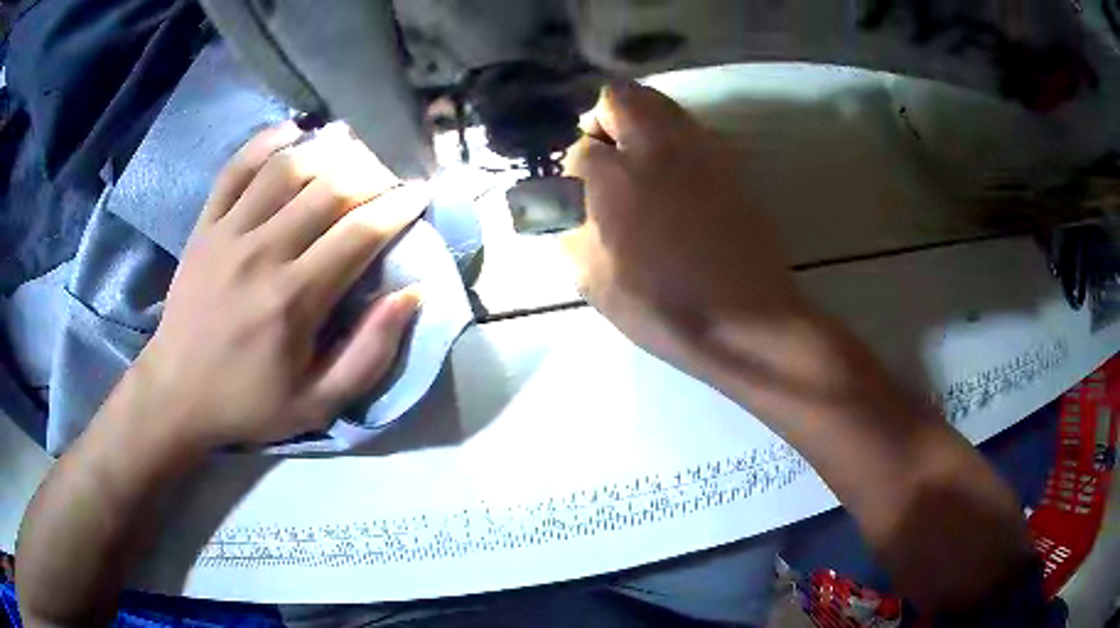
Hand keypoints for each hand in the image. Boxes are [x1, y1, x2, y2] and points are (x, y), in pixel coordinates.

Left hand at [134, 122, 430, 448]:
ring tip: (351, 150)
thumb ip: (370, 354)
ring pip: (287, 169)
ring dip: (327, 151)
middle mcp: (263, 253)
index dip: (399, 206)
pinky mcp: (205, 225)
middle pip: (329, 189)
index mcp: (295, 299)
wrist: (176, 393)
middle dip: (371, 175)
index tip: (420, 193)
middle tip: (386, 180)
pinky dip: (266, 142)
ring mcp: (228, 233)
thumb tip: (411, 294)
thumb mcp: (319, 404)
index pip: (361, 232)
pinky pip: (236, 168)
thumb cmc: (249, 402)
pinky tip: (292, 132)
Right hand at [563, 82, 810, 375]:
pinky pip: (691, 129)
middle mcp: (657, 148)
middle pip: (620, 97)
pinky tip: (674, 180)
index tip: (579, 195)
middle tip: (604, 158)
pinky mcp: (731, 163)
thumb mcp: (595, 282)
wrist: (748, 320)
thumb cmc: (666, 308)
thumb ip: (571, 233)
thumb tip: (570, 209)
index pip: (580, 148)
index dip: (574, 171)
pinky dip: (672, 138)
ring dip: (639, 122)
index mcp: (617, 178)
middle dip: (602, 119)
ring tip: (638, 166)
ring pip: (660, 104)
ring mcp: (701, 150)